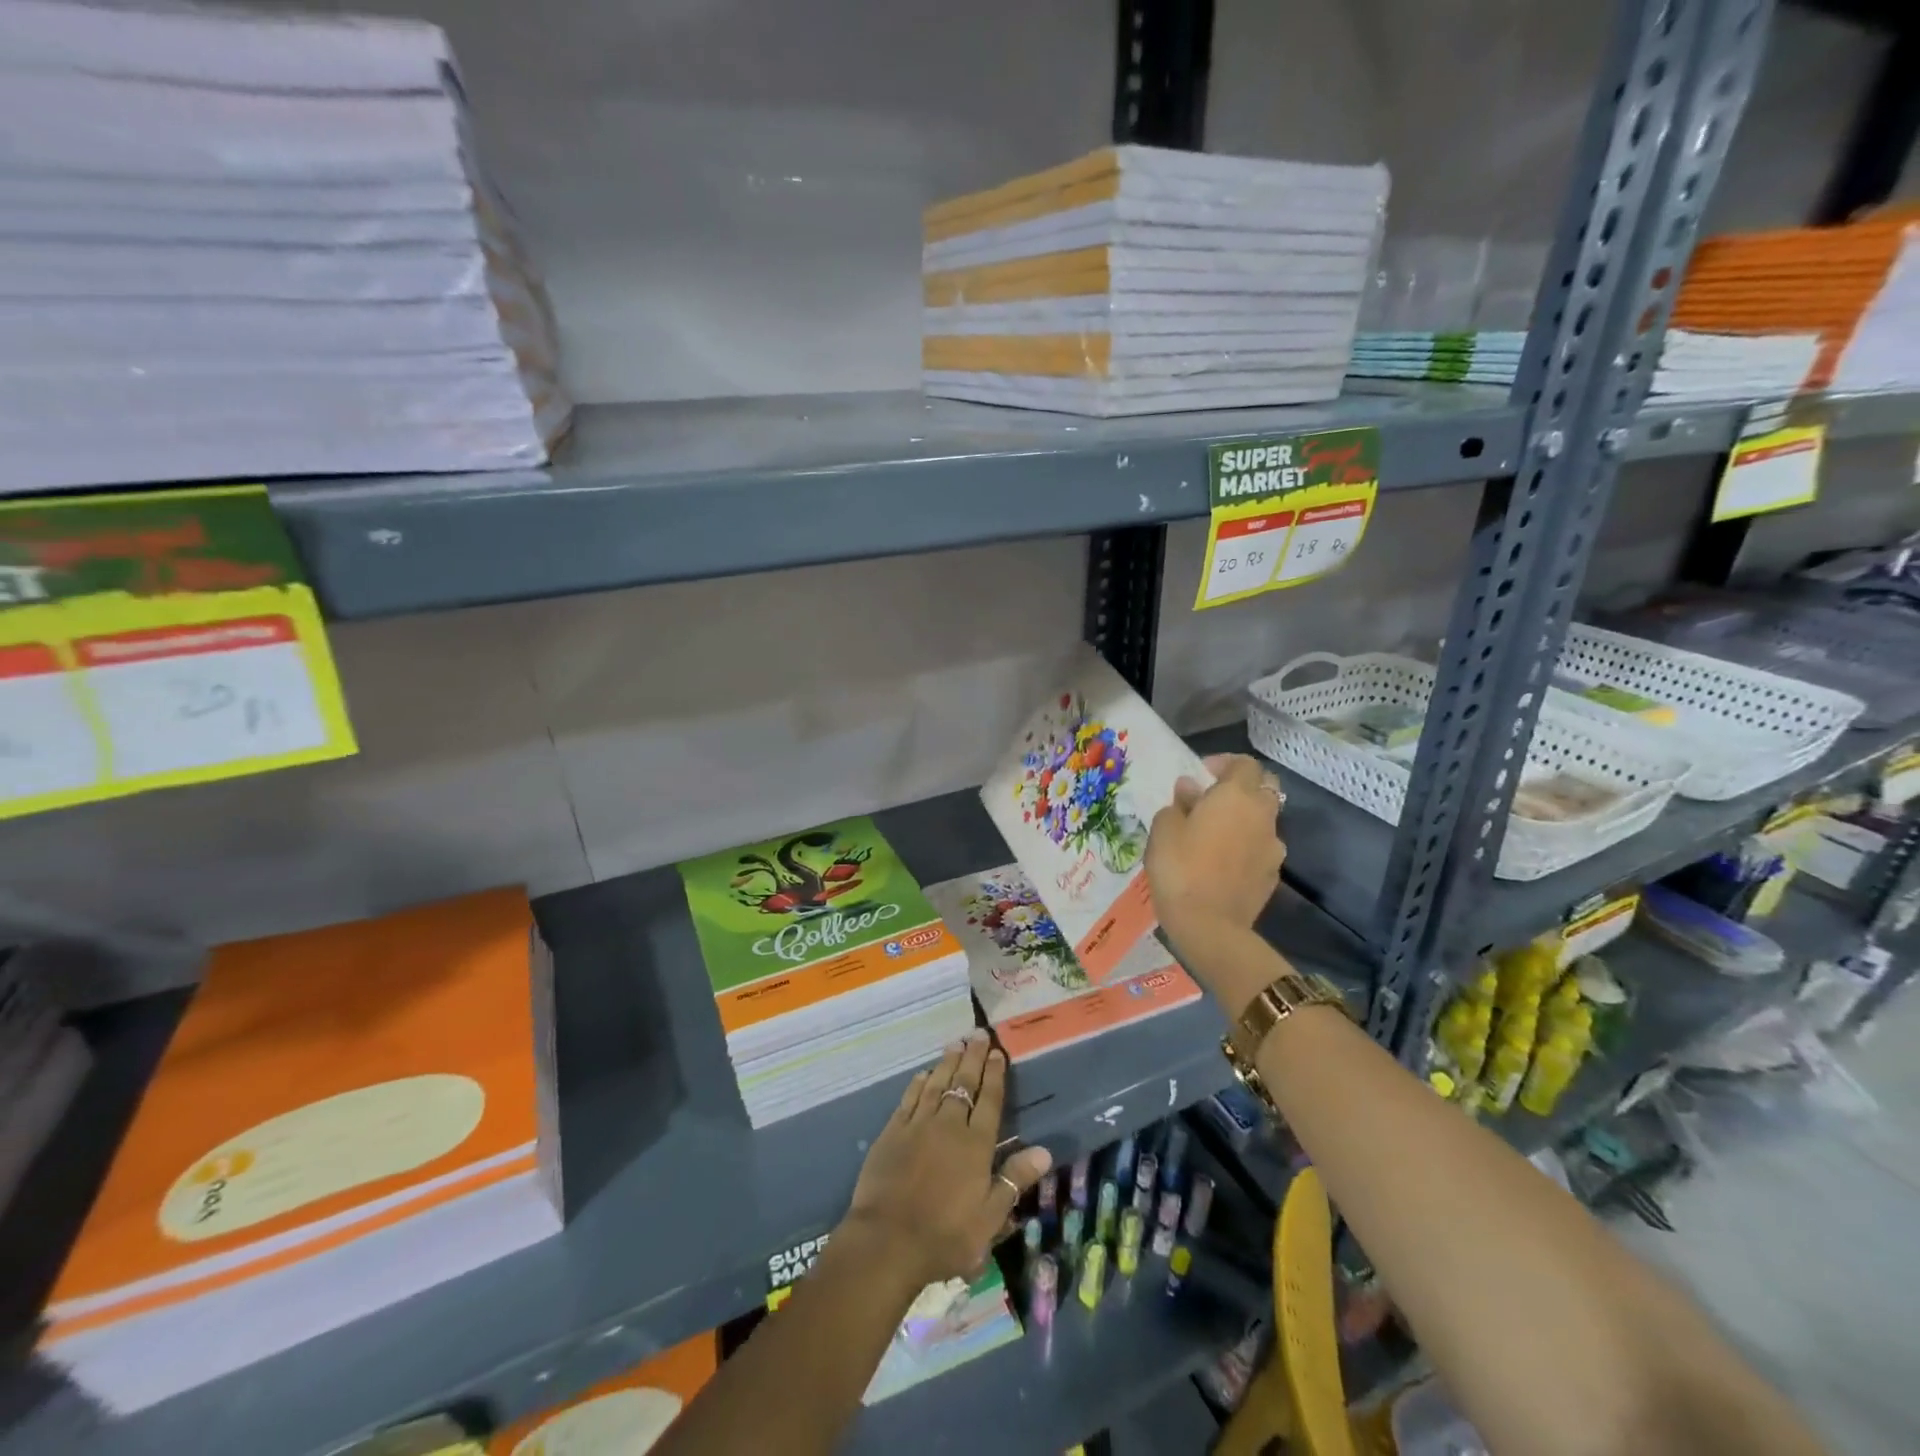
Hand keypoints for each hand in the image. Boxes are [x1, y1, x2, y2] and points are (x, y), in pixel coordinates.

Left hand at [841, 1030, 1051, 1290]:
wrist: (887, 1240)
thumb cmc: (945, 1236)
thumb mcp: (989, 1218)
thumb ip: (1014, 1180)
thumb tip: (1044, 1151)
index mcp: (975, 1145)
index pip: (989, 1101)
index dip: (995, 1075)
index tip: (998, 1052)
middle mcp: (948, 1125)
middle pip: (964, 1084)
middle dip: (973, 1058)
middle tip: (979, 1034)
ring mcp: (918, 1125)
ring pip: (937, 1084)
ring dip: (948, 1063)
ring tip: (956, 1043)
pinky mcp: (893, 1131)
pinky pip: (909, 1098)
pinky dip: (919, 1083)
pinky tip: (924, 1074)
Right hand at [1146, 753, 1285, 944]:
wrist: (1209, 926)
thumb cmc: (1180, 868)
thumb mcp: (1164, 829)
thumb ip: (1179, 803)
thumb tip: (1191, 790)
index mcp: (1236, 796)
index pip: (1244, 763)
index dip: (1224, 763)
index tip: (1201, 775)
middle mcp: (1262, 815)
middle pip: (1264, 787)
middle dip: (1241, 787)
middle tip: (1212, 800)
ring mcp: (1273, 846)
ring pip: (1264, 820)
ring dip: (1244, 819)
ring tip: (1214, 835)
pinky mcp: (1274, 874)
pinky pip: (1261, 848)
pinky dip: (1246, 846)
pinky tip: (1222, 862)